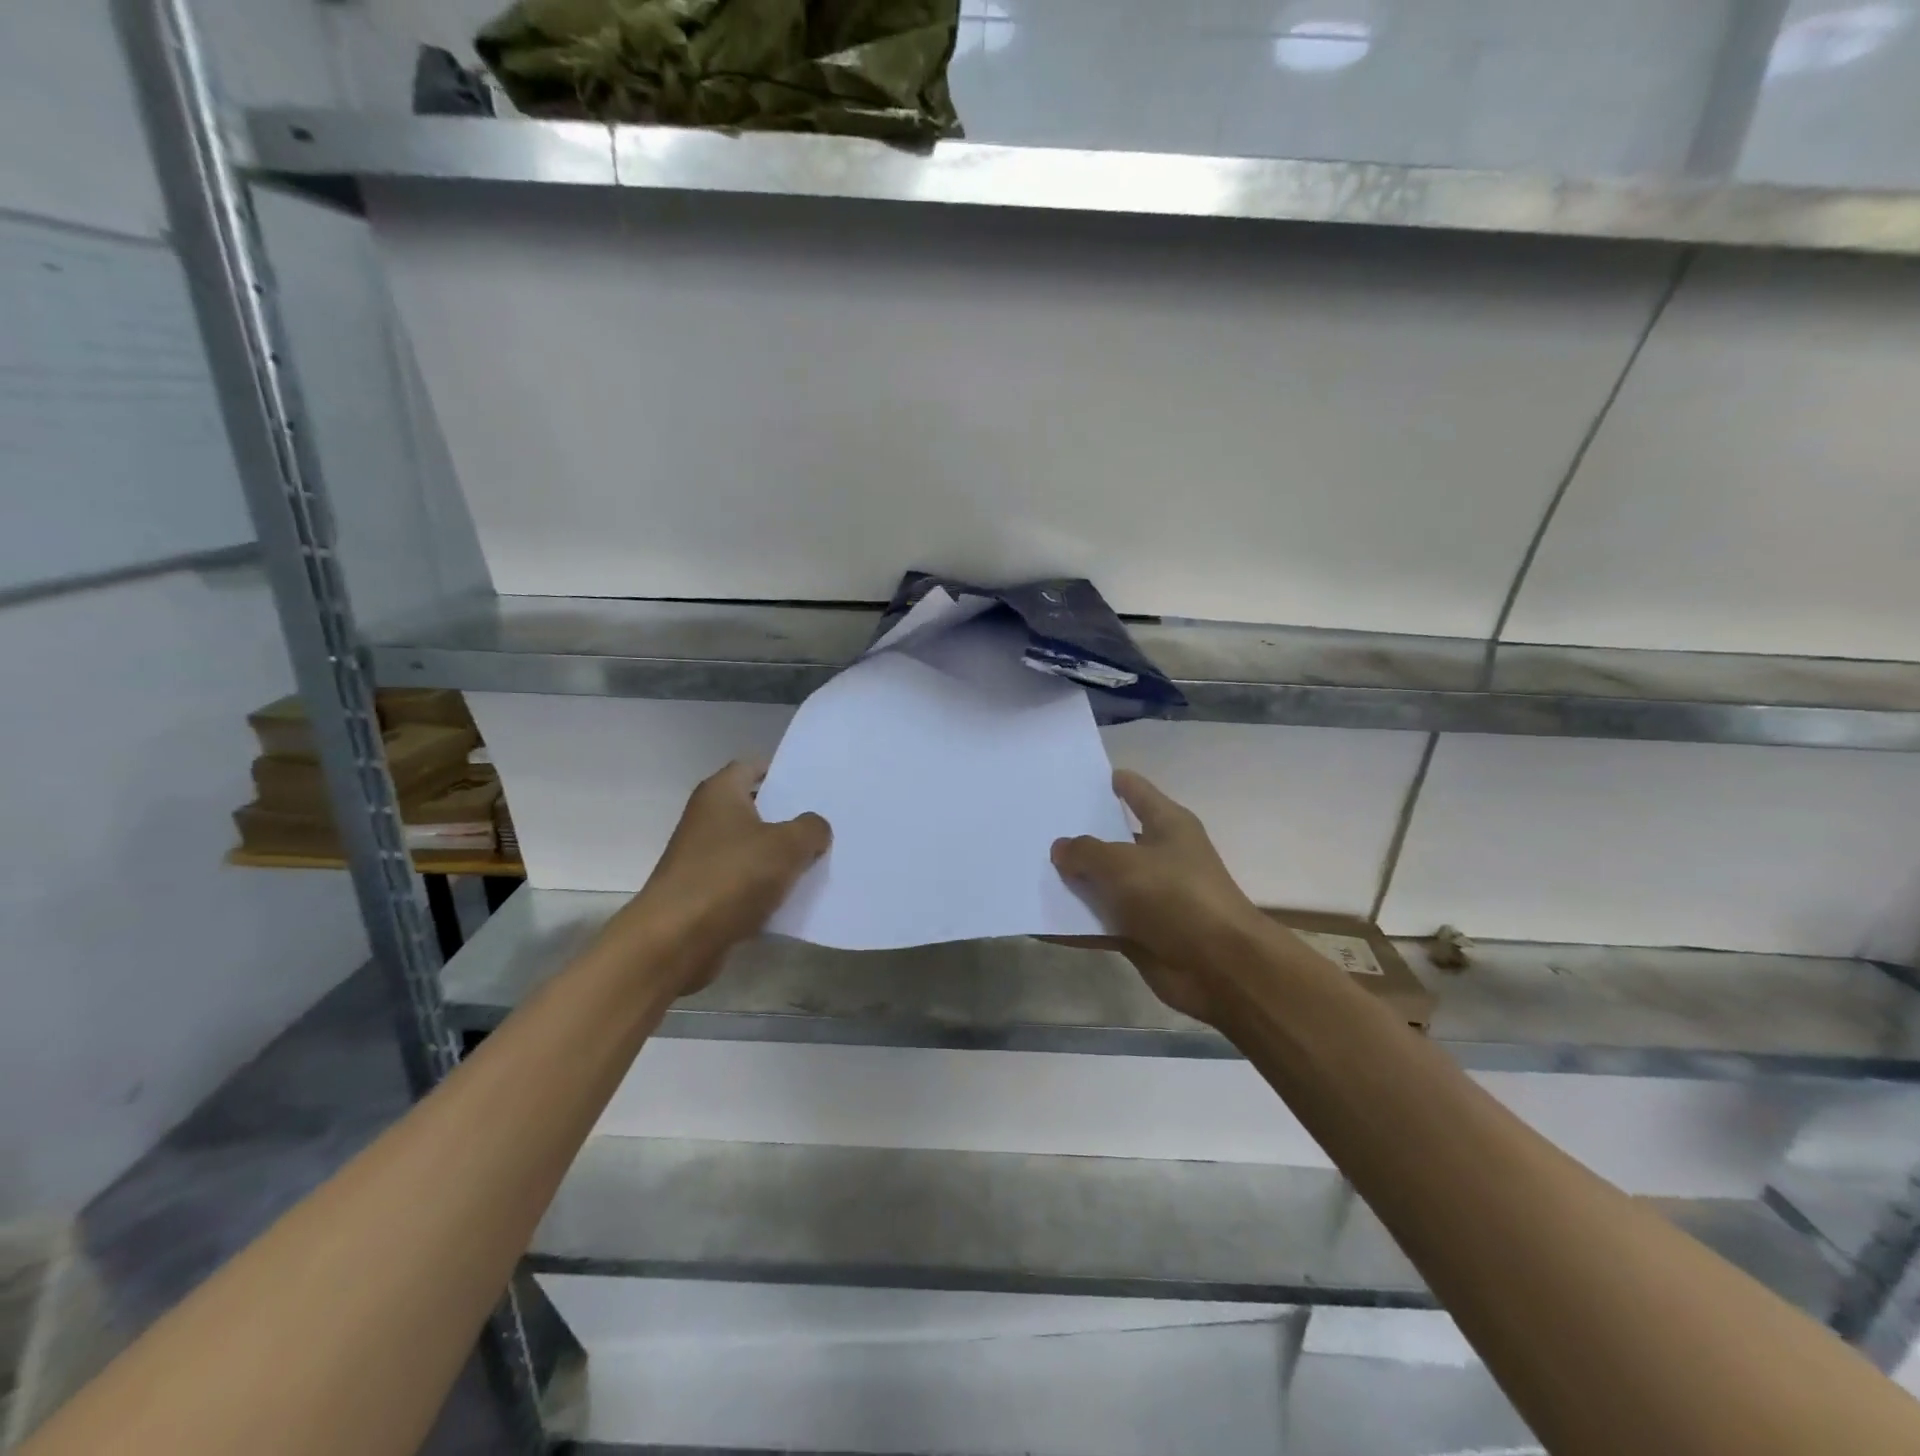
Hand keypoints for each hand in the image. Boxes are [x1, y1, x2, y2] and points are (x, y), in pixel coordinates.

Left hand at [615, 761, 829, 993]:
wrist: (676, 940)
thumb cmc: (731, 877)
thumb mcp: (787, 845)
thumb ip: (811, 829)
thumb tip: (815, 829)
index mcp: (720, 793)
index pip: (753, 766)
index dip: (784, 772)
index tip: (815, 785)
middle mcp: (707, 818)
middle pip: (755, 808)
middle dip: (789, 816)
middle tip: (827, 822)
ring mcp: (702, 857)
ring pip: (752, 848)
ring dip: (780, 856)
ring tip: (819, 860)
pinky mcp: (704, 893)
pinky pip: (744, 881)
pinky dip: (765, 887)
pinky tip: (794, 897)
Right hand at [1051, 769, 1265, 1026]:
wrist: (1219, 967)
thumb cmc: (1175, 896)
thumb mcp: (1123, 863)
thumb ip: (1085, 852)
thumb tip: (1060, 848)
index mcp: (1168, 825)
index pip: (1135, 792)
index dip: (1110, 782)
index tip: (1074, 779)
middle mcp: (1160, 856)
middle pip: (1113, 840)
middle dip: (1078, 836)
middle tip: (1035, 827)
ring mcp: (1151, 897)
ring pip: (1103, 884)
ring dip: (1072, 883)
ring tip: (1028, 872)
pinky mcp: (1141, 933)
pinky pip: (1100, 922)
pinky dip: (1075, 924)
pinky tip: (1040, 923)